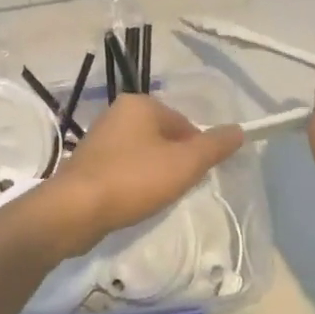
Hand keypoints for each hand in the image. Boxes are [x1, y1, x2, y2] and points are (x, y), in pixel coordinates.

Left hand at [33, 95, 243, 258]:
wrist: (75, 209)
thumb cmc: (133, 180)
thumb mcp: (184, 164)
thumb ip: (214, 146)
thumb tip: (239, 130)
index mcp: (140, 104)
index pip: (184, 123)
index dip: (196, 151)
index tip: (195, 177)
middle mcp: (117, 113)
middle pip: (163, 137)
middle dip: (174, 163)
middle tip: (177, 190)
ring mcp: (99, 137)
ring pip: (143, 154)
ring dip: (154, 174)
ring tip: (155, 199)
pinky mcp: (87, 163)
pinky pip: (123, 168)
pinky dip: (133, 183)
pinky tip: (133, 202)